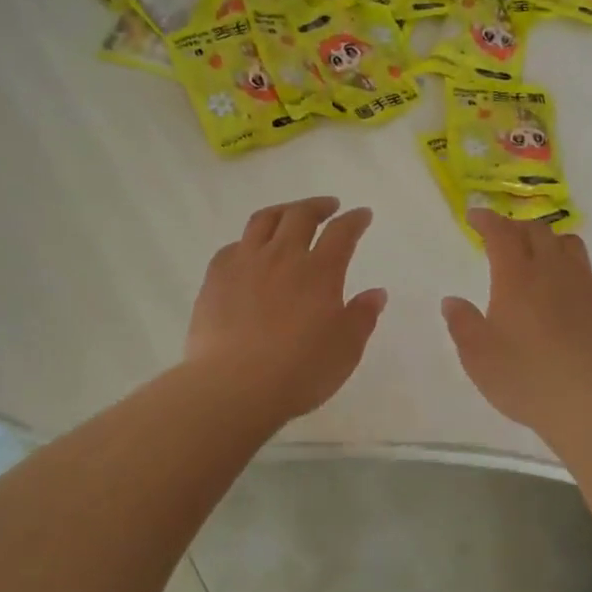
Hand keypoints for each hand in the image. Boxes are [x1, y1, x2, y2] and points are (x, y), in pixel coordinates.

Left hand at [186, 197, 387, 423]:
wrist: (234, 386)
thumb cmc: (300, 371)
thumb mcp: (345, 349)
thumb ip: (362, 317)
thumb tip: (376, 293)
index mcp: (320, 271)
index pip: (341, 232)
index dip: (354, 220)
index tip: (362, 215)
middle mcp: (282, 256)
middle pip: (300, 215)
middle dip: (318, 206)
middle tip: (328, 207)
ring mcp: (244, 264)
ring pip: (263, 221)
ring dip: (282, 212)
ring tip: (289, 215)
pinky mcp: (215, 278)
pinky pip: (232, 247)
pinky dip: (247, 242)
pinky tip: (249, 253)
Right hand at [441, 210, 591, 442]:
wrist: (589, 403)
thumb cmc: (525, 377)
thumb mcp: (478, 356)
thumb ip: (462, 323)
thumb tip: (452, 301)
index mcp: (517, 277)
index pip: (501, 233)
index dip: (487, 220)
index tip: (475, 216)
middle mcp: (553, 271)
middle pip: (537, 231)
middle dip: (516, 227)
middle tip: (503, 237)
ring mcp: (586, 286)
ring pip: (570, 245)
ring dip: (550, 242)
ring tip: (539, 256)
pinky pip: (590, 274)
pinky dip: (573, 271)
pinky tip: (568, 292)